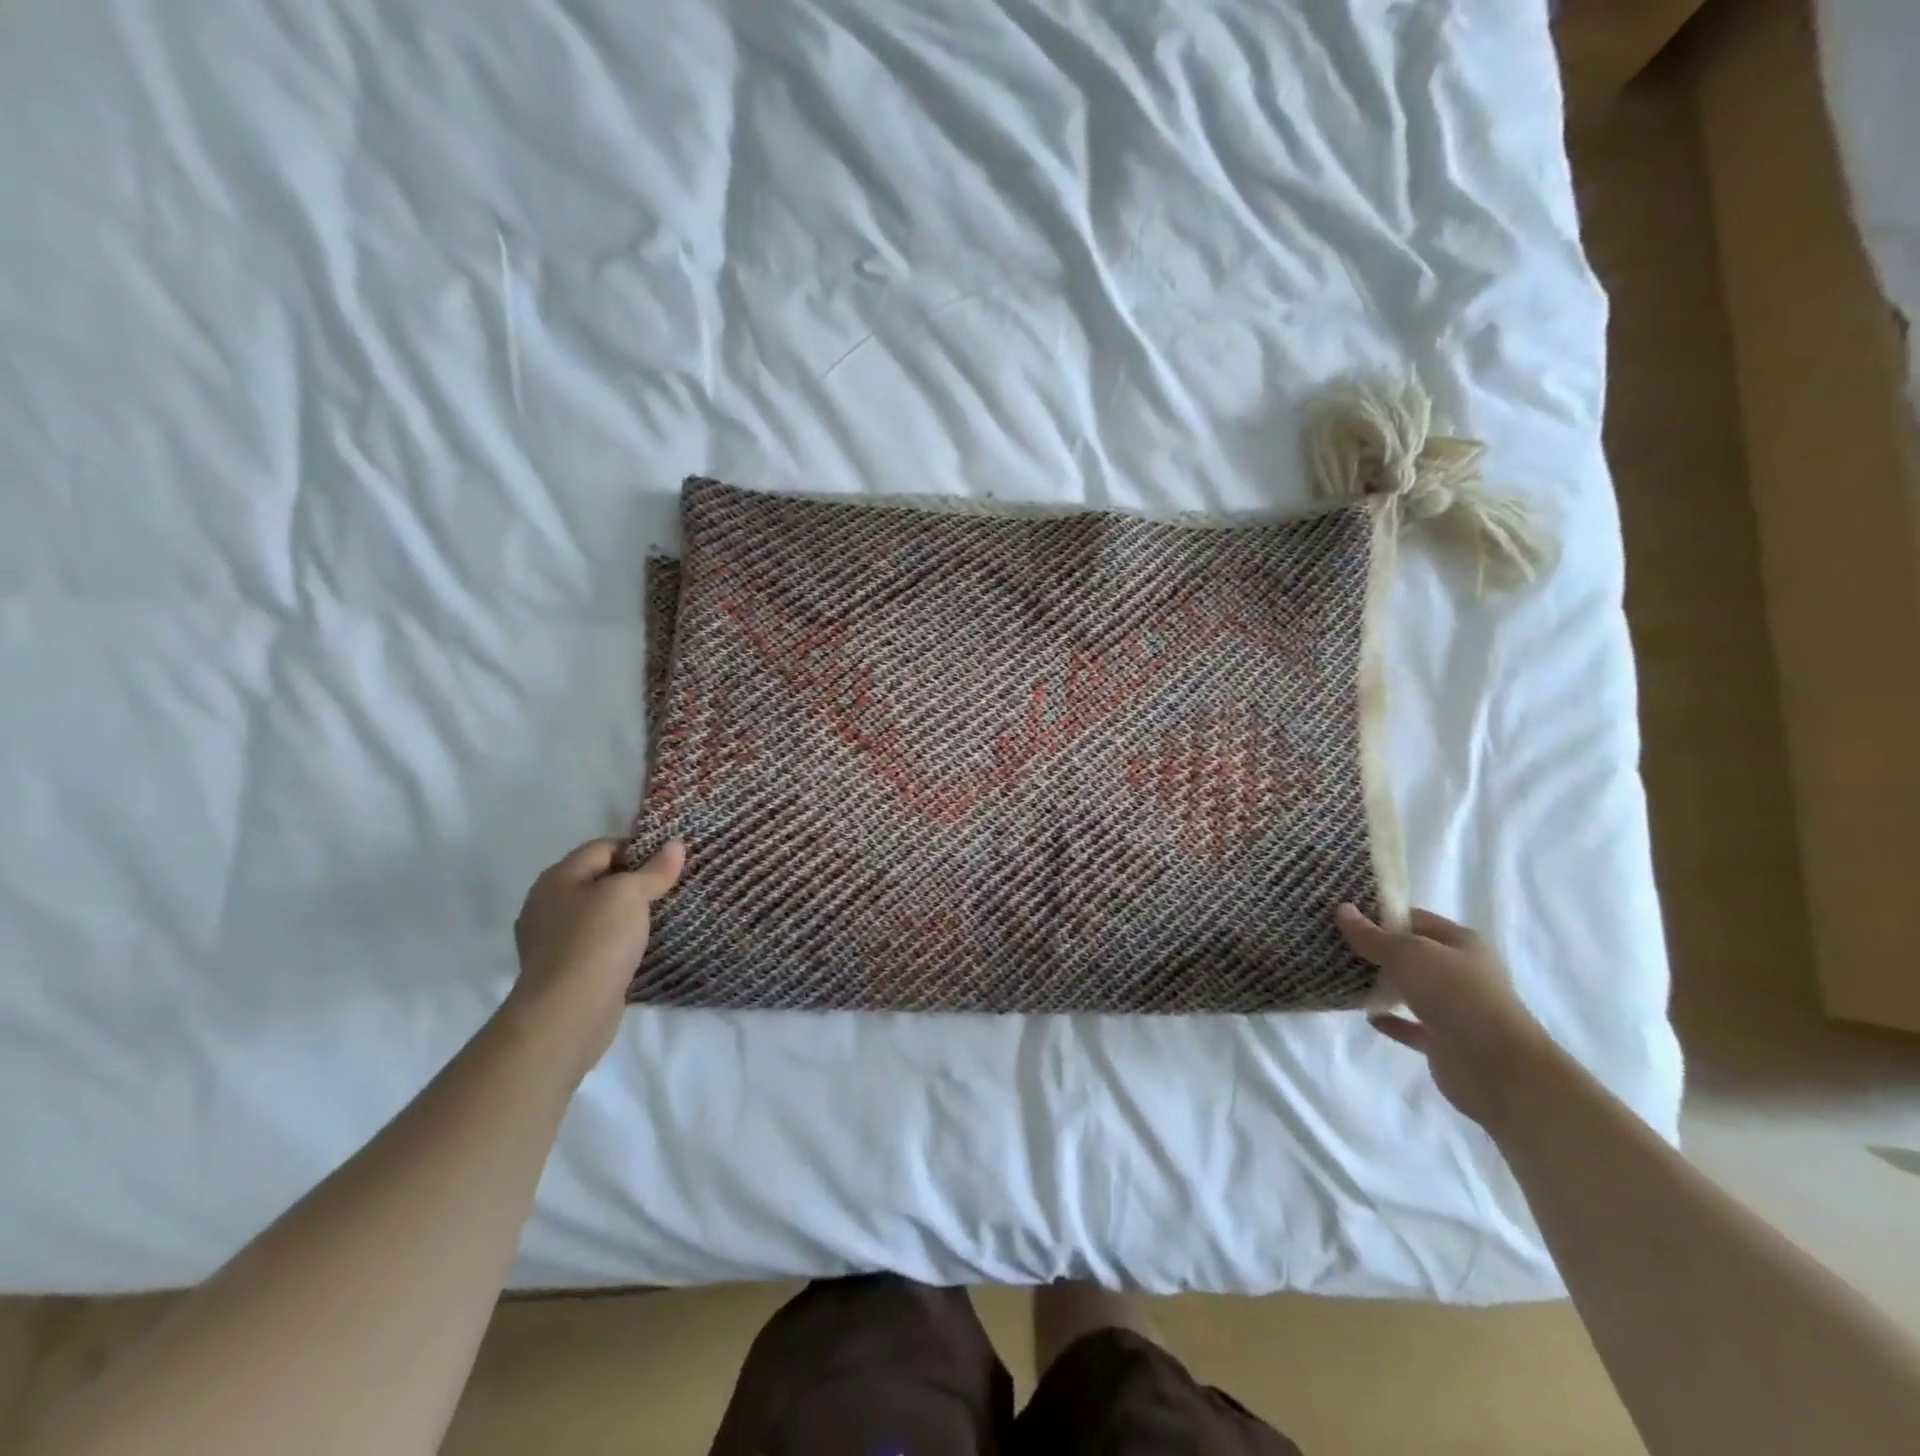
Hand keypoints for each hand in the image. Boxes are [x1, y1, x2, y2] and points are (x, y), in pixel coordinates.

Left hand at [507, 837, 684, 1079]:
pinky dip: (619, 941)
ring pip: (599, 913)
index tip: (670, 862)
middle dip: (635, 882)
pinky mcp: (564, 970)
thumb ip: (654, 869)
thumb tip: (675, 844)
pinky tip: (641, 948)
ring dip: (628, 914)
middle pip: (600, 879)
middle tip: (671, 888)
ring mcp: (552, 940)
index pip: (603, 847)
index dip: (638, 849)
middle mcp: (548, 904)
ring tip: (663, 917)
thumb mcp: (630, 894)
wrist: (568, 1013)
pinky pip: (597, 943)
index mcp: (557, 878)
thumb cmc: (596, 940)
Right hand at [1334, 903, 1558, 1130]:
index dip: (1380, 915)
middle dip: (1376, 950)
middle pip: (1411, 954)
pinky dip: (1391, 1020)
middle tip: (1334, 943)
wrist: (1498, 1069)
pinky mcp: (1444, 1041)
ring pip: (1410, 989)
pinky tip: (1367, 1015)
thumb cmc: (1455, 995)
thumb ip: (1372, 936)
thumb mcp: (1407, 954)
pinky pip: (1411, 1025)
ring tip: (1342, 975)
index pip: (1414, 919)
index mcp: (1460, 942)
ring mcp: (1454, 1008)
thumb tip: (1341, 909)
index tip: (1343, 915)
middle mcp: (1460, 972)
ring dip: (1382, 985)